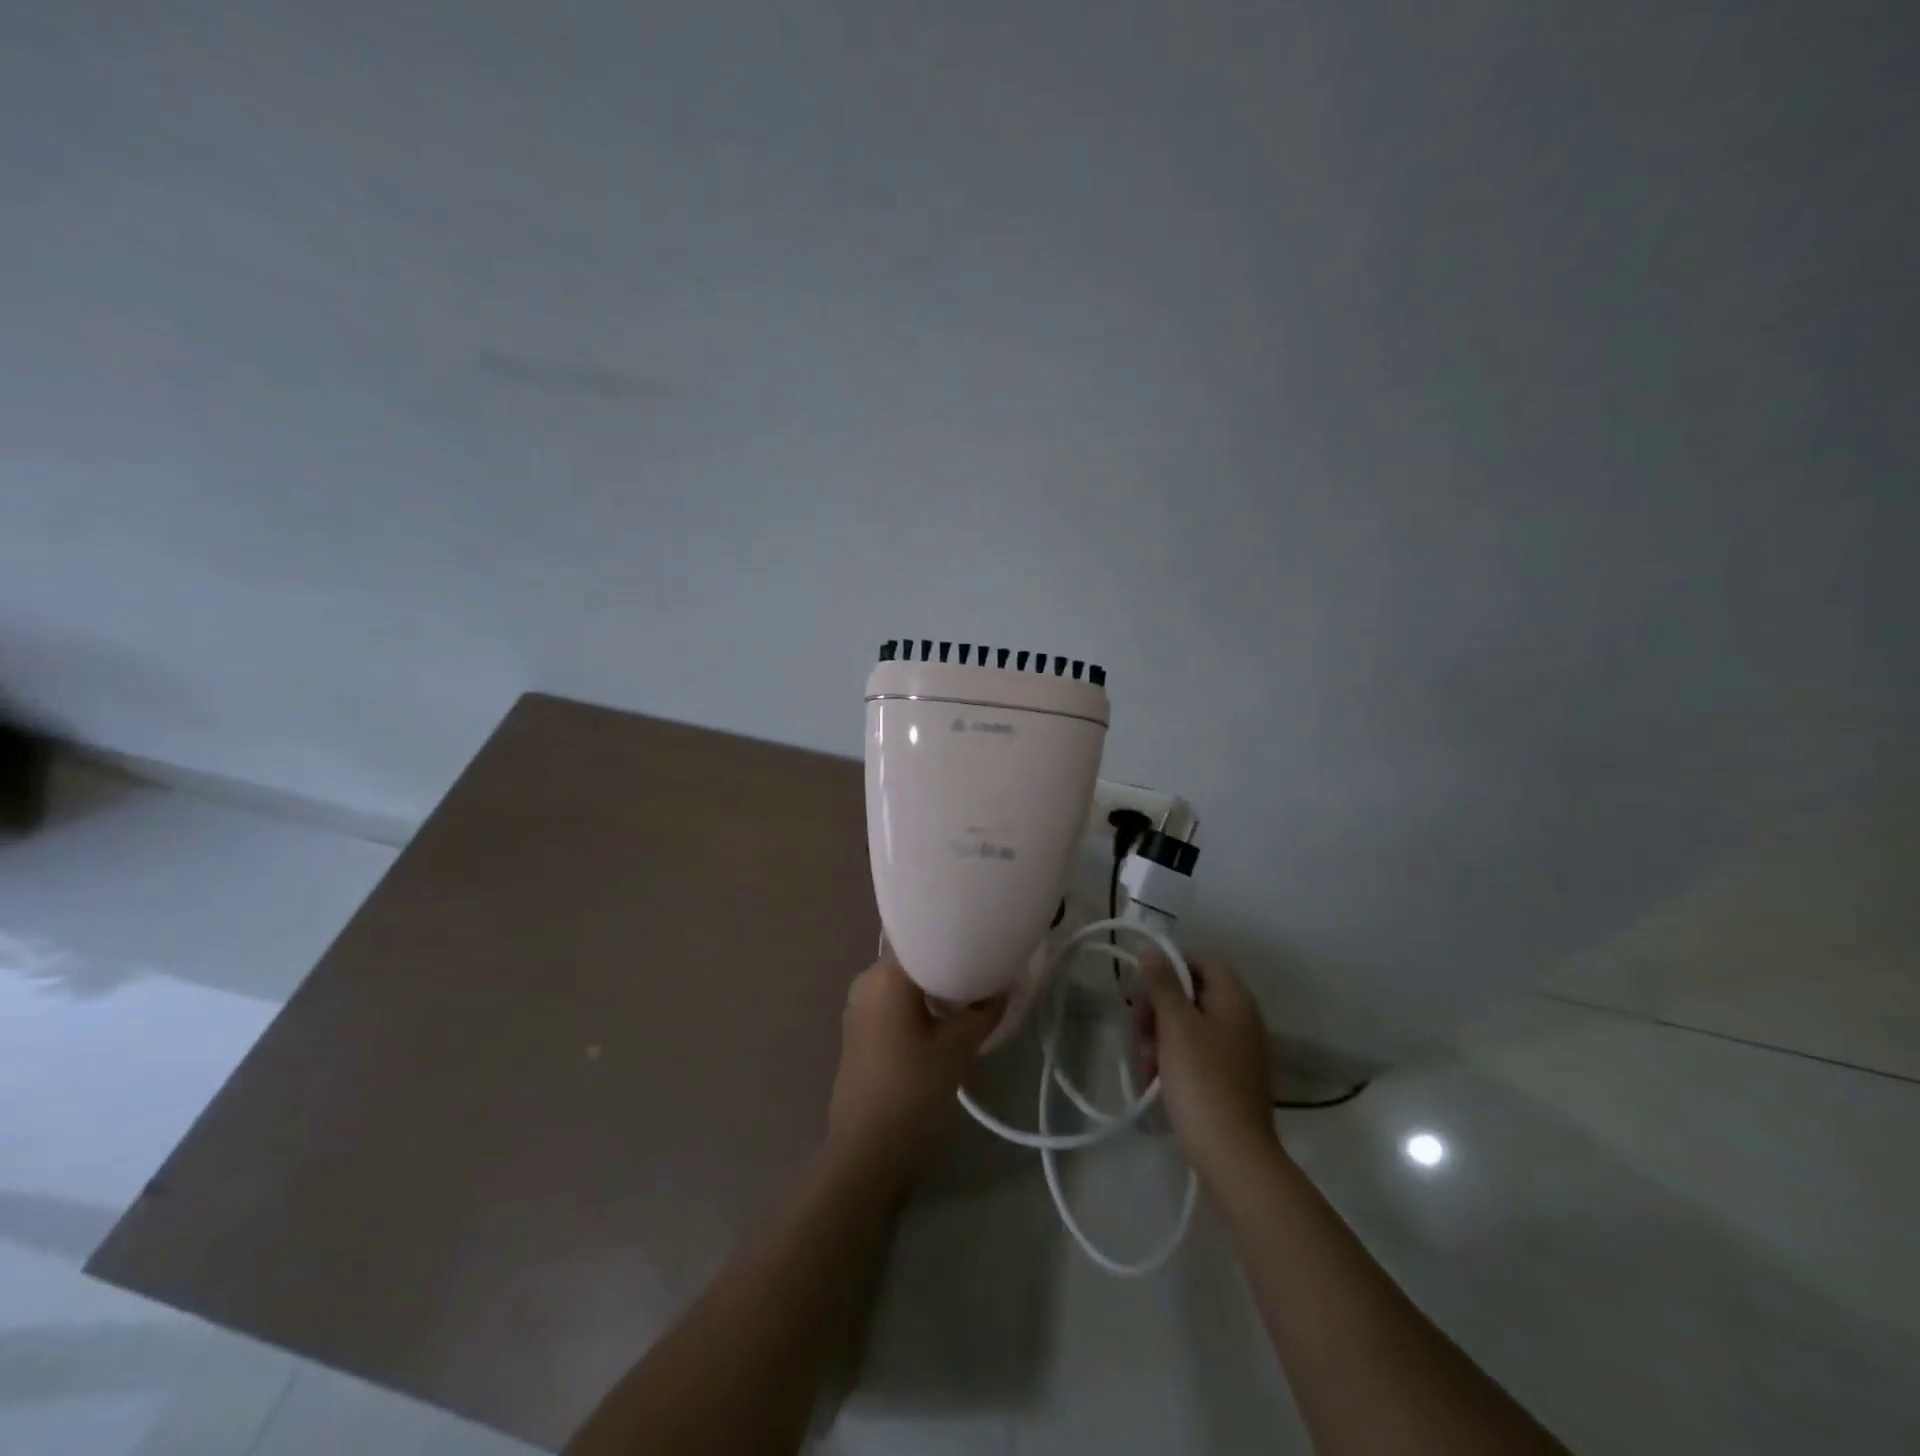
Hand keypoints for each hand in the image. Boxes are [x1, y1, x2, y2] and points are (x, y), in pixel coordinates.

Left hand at [826, 954, 1004, 1178]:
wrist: (866, 1147)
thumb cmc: (912, 1089)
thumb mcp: (958, 1048)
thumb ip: (985, 1011)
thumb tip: (1006, 985)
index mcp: (886, 975)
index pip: (922, 935)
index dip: (953, 935)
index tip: (981, 938)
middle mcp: (867, 979)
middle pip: (913, 956)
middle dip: (947, 960)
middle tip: (983, 964)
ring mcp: (859, 1004)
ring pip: (903, 980)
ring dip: (933, 983)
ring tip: (969, 990)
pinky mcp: (859, 1028)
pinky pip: (893, 999)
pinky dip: (918, 1001)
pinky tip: (943, 1016)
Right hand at [1135, 956, 1278, 1180]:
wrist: (1233, 1156)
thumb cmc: (1202, 1080)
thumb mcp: (1176, 1025)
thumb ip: (1163, 984)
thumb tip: (1152, 950)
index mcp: (1234, 1000)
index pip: (1202, 962)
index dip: (1170, 966)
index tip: (1142, 986)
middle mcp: (1241, 1020)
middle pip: (1192, 996)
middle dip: (1158, 1009)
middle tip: (1136, 1028)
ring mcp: (1237, 1053)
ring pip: (1188, 1028)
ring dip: (1159, 1039)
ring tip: (1142, 1064)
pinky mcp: (1228, 1081)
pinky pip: (1194, 1057)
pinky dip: (1172, 1063)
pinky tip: (1154, 1083)